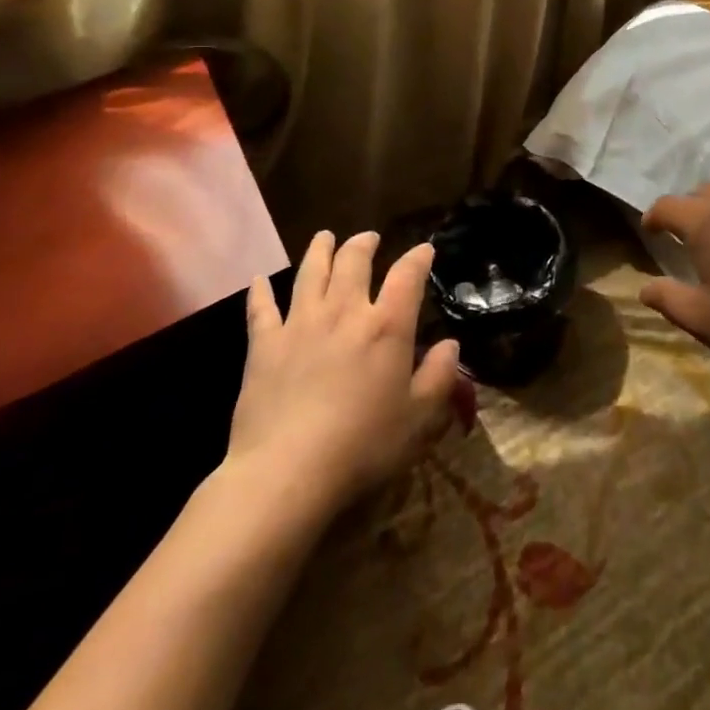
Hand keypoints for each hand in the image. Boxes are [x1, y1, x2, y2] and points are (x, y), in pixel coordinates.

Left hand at [226, 231, 461, 513]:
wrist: (286, 472)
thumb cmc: (362, 446)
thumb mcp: (418, 419)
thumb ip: (439, 377)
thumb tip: (451, 345)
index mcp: (386, 326)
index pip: (407, 276)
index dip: (418, 258)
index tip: (425, 250)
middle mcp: (344, 312)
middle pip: (353, 261)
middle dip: (364, 244)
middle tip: (369, 238)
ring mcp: (300, 324)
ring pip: (311, 272)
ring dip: (320, 250)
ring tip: (324, 237)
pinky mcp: (264, 345)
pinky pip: (261, 309)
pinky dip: (260, 292)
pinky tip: (258, 281)